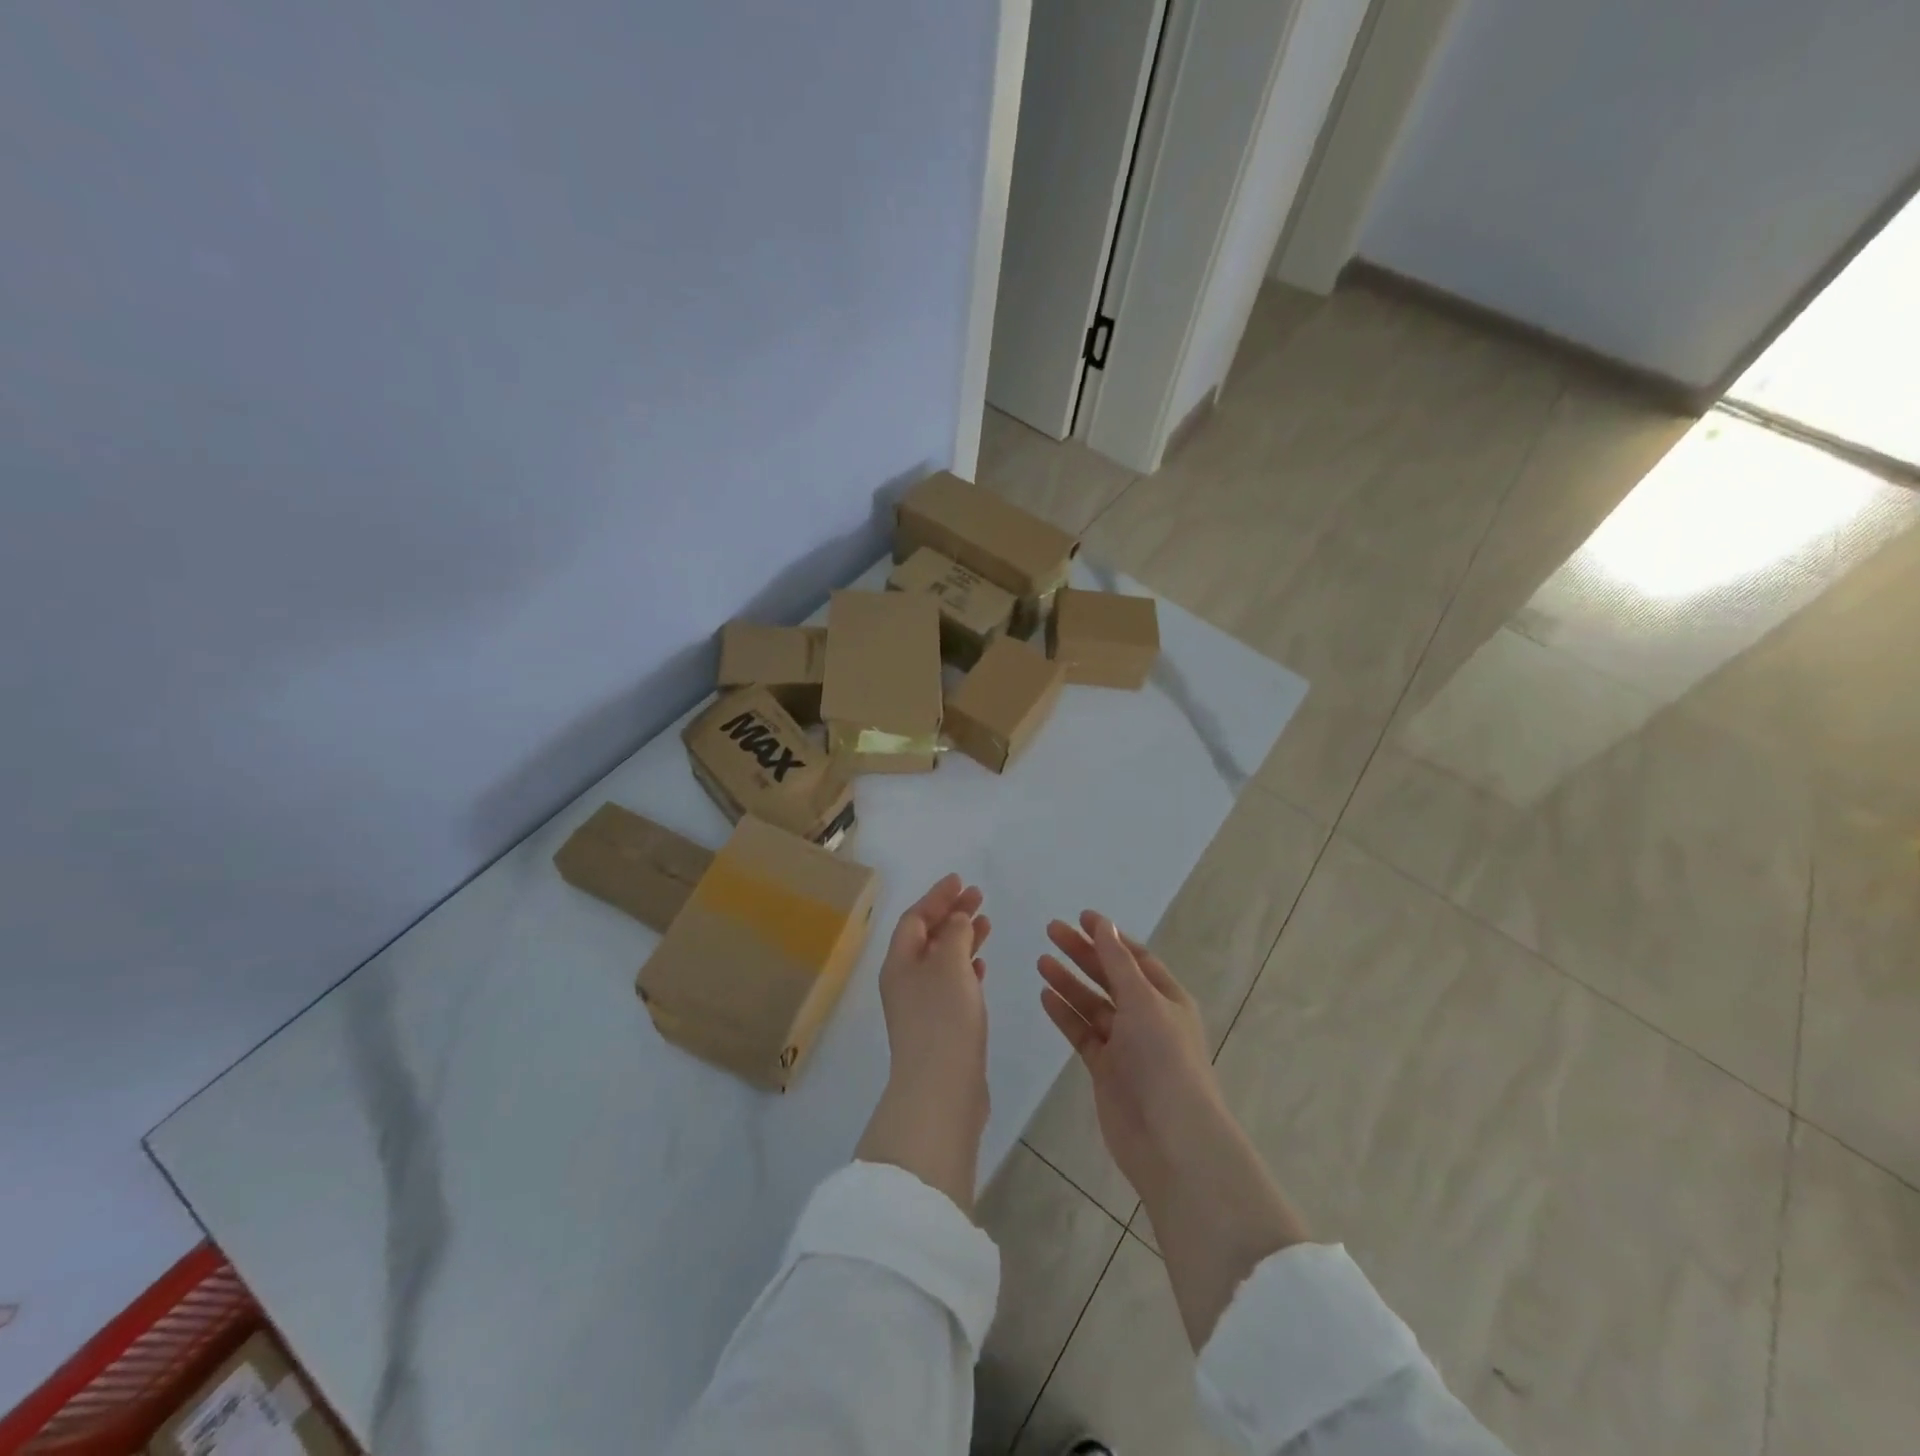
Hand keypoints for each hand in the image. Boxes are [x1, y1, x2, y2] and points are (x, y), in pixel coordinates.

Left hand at [856, 875, 991, 1212]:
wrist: (941, 1090)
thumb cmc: (943, 1018)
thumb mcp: (949, 964)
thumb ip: (954, 934)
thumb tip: (956, 918)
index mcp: (899, 962)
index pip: (915, 918)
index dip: (937, 896)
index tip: (960, 880)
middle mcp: (905, 980)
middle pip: (927, 936)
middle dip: (951, 914)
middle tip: (978, 896)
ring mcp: (921, 1006)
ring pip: (942, 960)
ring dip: (962, 939)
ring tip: (987, 923)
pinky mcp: (940, 1027)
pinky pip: (952, 984)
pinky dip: (967, 968)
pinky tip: (983, 964)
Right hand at [1039, 912, 1307, 1347]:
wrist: (1170, 1139)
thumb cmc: (1164, 1059)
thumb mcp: (1144, 1001)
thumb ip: (1119, 963)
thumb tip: (1104, 925)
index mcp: (1166, 998)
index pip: (1135, 957)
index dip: (1109, 937)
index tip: (1081, 917)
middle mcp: (1147, 1017)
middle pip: (1110, 976)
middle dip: (1083, 953)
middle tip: (1050, 930)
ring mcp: (1125, 1045)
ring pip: (1092, 1004)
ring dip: (1069, 981)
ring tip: (1041, 960)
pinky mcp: (1106, 1069)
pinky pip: (1082, 1033)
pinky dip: (1065, 1014)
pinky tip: (1045, 995)